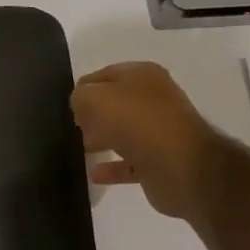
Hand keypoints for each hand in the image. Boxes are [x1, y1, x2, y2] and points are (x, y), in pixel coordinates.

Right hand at [70, 62, 221, 221]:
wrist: (182, 166)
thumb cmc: (137, 122)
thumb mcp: (95, 99)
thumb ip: (80, 97)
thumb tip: (81, 106)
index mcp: (143, 75)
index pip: (104, 75)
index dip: (84, 88)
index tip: (67, 106)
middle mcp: (155, 99)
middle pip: (116, 103)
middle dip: (93, 114)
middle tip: (73, 128)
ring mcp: (161, 131)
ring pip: (124, 132)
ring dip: (103, 140)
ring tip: (81, 149)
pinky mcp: (162, 161)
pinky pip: (131, 162)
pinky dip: (113, 167)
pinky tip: (95, 174)